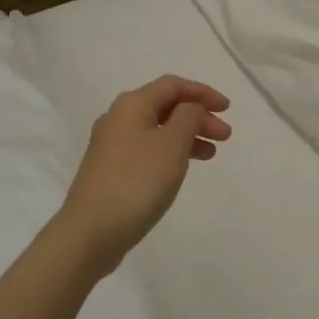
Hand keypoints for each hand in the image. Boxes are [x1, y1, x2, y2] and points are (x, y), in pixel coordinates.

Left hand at [57, 75, 231, 273]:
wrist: (90, 233)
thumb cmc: (137, 182)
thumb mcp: (172, 144)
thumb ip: (188, 117)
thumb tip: (190, 108)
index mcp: (132, 105)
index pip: (173, 85)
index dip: (203, 92)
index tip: (227, 109)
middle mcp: (118, 118)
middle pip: (165, 107)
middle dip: (198, 116)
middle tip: (225, 136)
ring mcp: (112, 146)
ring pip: (158, 130)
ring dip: (187, 136)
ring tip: (211, 154)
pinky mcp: (111, 171)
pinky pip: (148, 150)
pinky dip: (171, 153)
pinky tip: (182, 169)